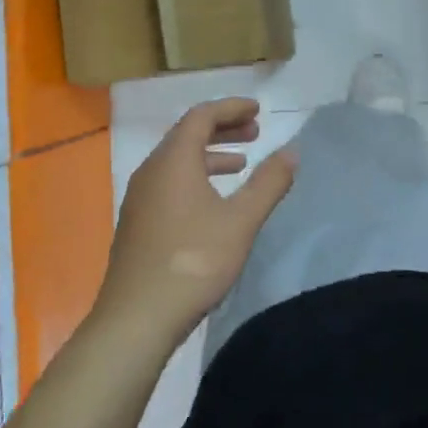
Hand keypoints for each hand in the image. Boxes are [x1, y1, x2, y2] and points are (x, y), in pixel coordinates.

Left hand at [94, 98, 297, 350]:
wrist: (136, 319)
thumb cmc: (193, 261)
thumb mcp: (241, 221)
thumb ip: (268, 182)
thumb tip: (291, 151)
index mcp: (174, 160)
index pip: (201, 116)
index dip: (231, 108)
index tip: (258, 110)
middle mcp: (152, 170)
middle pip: (187, 134)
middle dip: (223, 128)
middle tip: (255, 133)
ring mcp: (140, 197)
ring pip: (177, 160)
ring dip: (210, 154)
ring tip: (241, 165)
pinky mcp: (137, 222)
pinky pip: (169, 181)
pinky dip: (195, 176)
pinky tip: (213, 202)